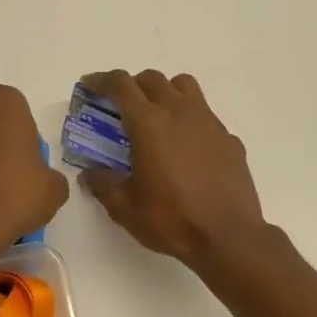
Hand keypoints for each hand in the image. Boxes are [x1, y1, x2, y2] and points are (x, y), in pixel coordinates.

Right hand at [78, 70, 267, 269]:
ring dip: (164, 92)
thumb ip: (103, 185)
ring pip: (183, 86)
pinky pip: (205, 115)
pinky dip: (189, 119)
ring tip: (156, 116)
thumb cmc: (171, 220)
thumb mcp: (125, 208)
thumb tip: (89, 174)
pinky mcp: (228, 138)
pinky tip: (185, 148)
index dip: (100, 80)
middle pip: (151, 79)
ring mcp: (208, 122)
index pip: (120, 85)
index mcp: (149, 124)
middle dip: (131, 86)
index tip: (88, 86)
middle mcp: (179, 112)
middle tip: (119, 107)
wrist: (228, 236)